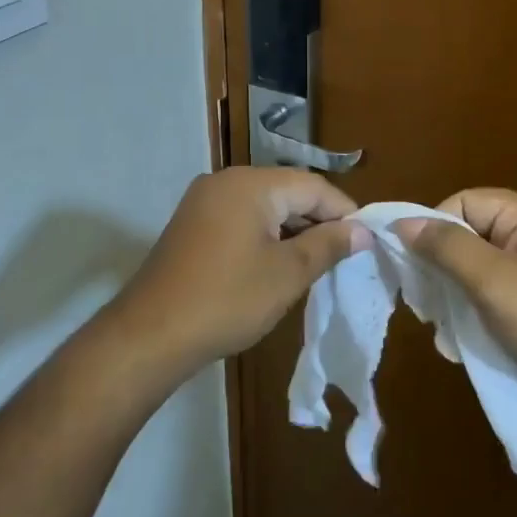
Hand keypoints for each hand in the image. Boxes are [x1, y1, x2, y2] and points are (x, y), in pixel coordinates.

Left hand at [116, 167, 368, 372]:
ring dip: (293, 230)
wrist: (150, 335)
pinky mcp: (192, 223)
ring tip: (317, 263)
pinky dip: (265, 236)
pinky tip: (278, 264)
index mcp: (252, 184)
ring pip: (265, 206)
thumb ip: (328, 245)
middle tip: (345, 255)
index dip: (344, 212)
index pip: (313, 186)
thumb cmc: (227, 300)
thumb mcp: (288, 274)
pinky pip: (241, 218)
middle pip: (288, 191)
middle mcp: (226, 180)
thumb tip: (362, 231)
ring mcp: (204, 201)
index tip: (367, 241)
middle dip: (319, 220)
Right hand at [396, 189, 516, 410]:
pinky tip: (466, 342)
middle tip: (428, 305)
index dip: (433, 229)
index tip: (416, 269)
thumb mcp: (491, 281)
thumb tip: (401, 222)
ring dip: (456, 297)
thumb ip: (445, 247)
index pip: (461, 202)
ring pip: (477, 268)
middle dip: (442, 269)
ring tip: (447, 331)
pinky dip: (477, 313)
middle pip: (468, 234)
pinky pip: (495, 293)